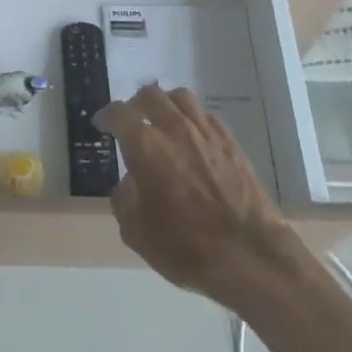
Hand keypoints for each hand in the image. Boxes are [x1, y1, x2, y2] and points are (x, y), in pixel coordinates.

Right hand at [95, 84, 296, 306]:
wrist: (250, 255)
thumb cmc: (187, 248)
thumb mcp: (137, 234)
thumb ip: (124, 200)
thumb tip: (130, 182)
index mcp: (146, 147)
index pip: (119, 114)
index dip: (106, 116)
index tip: (101, 123)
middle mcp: (174, 128)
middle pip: (150, 95)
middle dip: (135, 104)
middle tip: (131, 119)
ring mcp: (206, 131)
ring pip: (180, 97)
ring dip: (165, 103)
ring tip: (161, 119)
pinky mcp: (230, 141)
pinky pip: (205, 114)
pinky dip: (191, 117)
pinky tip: (191, 135)